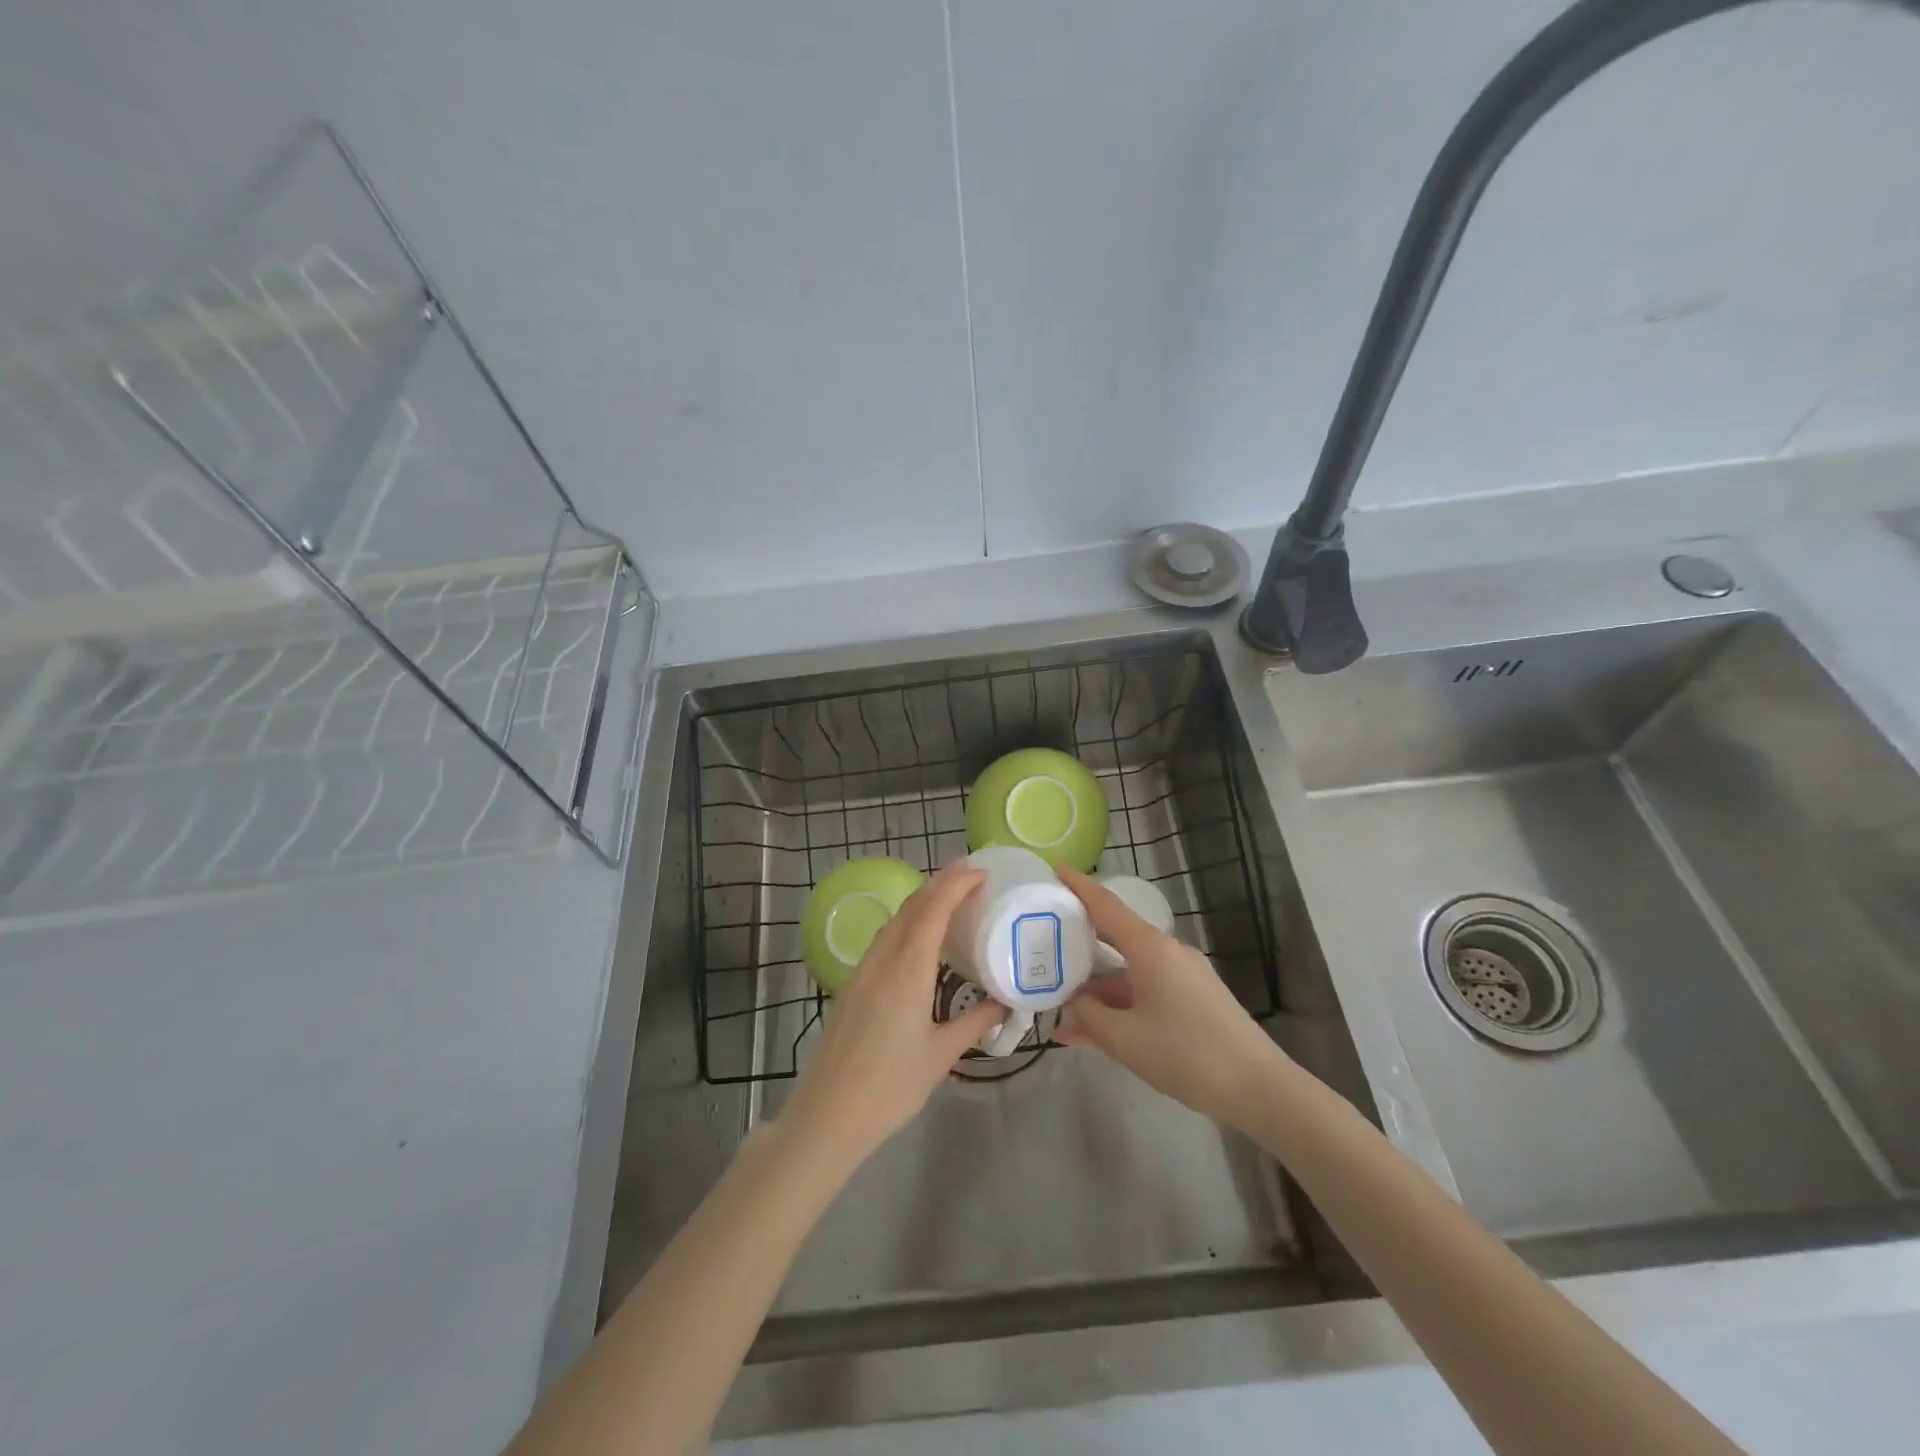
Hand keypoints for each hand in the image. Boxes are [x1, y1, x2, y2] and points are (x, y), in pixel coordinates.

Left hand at [778, 861, 1001, 1167]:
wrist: (827, 1115)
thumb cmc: (890, 1086)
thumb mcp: (941, 1055)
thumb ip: (974, 1023)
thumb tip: (1005, 1004)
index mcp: (907, 970)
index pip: (933, 910)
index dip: (956, 885)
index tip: (981, 872)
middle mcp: (883, 960)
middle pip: (912, 907)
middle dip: (940, 883)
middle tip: (970, 873)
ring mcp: (863, 971)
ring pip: (894, 921)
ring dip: (921, 901)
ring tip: (949, 898)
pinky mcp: (853, 985)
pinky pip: (884, 939)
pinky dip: (907, 923)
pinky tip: (919, 938)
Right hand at [1055, 866, 1289, 1130]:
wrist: (1259, 1089)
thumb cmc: (1186, 1053)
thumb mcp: (1125, 1039)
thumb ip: (1089, 1016)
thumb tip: (1074, 1003)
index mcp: (1150, 948)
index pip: (1106, 906)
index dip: (1079, 886)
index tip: (1057, 869)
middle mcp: (1167, 953)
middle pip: (1116, 937)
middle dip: (1082, 939)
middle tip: (1047, 937)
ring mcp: (1184, 977)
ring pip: (1129, 973)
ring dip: (1098, 991)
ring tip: (1062, 1013)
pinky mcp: (1195, 1001)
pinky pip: (1146, 993)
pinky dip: (1121, 1007)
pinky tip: (1096, 1035)